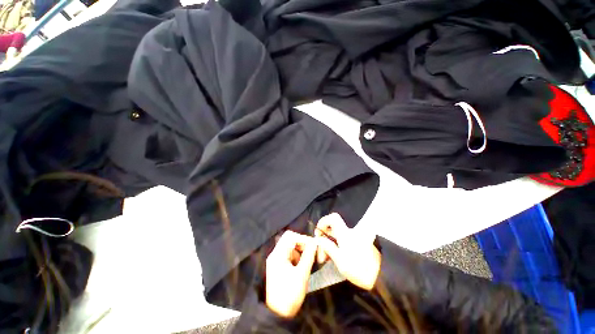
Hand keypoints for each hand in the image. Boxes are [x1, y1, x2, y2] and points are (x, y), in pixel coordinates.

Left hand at [265, 231, 316, 317]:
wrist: (277, 315)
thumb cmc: (290, 294)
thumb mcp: (302, 274)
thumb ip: (309, 256)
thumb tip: (315, 243)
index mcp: (278, 254)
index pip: (290, 236)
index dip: (302, 238)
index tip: (312, 246)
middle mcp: (275, 254)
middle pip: (289, 240)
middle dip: (301, 245)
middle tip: (310, 253)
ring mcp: (275, 260)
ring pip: (289, 247)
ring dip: (299, 252)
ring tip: (304, 264)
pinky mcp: (277, 266)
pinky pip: (288, 255)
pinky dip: (296, 258)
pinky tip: (299, 268)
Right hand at [315, 213, 380, 290]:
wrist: (381, 276)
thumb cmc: (359, 269)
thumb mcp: (340, 260)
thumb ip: (328, 247)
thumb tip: (318, 239)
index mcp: (345, 234)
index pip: (333, 218)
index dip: (324, 221)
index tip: (318, 233)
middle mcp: (349, 232)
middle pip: (333, 228)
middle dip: (324, 237)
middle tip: (321, 253)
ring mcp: (354, 238)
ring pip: (337, 235)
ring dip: (329, 243)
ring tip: (326, 258)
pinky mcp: (357, 244)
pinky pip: (342, 240)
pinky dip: (336, 246)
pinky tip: (334, 258)